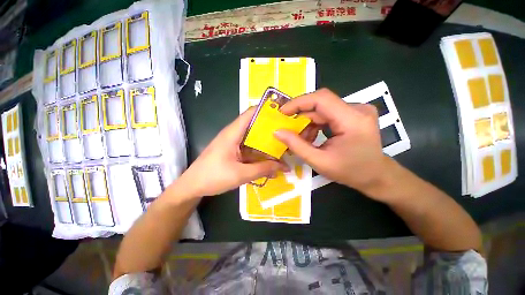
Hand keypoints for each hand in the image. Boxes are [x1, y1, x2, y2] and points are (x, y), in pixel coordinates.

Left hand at [176, 108, 288, 197]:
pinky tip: (271, 161)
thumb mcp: (240, 174)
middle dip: (271, 130)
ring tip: (284, 149)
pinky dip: (260, 154)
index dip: (266, 110)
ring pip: (254, 139)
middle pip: (255, 126)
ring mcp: (234, 143)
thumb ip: (262, 169)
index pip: (251, 113)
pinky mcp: (234, 152)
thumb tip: (282, 166)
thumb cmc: (213, 177)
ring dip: (267, 145)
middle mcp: (234, 134)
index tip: (283, 114)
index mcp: (233, 133)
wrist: (192, 186)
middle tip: (289, 134)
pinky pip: (250, 150)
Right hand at [274, 88, 391, 195]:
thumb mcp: (319, 162)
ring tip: (302, 138)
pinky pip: (328, 113)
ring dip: (308, 122)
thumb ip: (296, 145)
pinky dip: (316, 124)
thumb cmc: (350, 172)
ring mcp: (357, 110)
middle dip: (301, 116)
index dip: (299, 102)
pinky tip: (312, 136)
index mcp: (353, 120)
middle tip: (288, 129)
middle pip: (321, 104)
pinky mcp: (354, 114)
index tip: (283, 112)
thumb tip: (277, 132)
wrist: (376, 176)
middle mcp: (358, 109)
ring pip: (322, 109)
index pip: (321, 98)